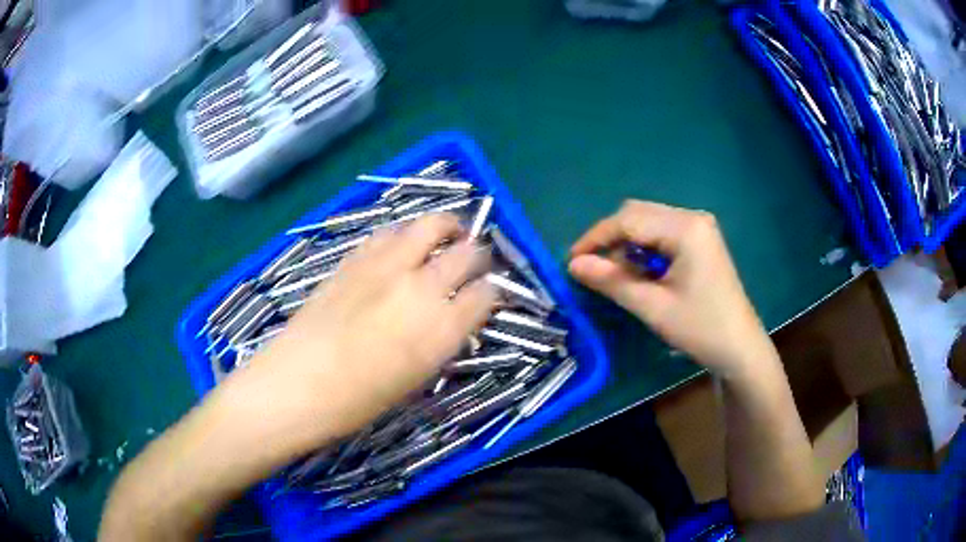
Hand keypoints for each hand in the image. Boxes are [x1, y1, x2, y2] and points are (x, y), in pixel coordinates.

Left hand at [239, 214, 496, 448]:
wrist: (296, 384)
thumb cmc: (357, 402)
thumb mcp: (414, 380)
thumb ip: (440, 343)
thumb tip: (452, 320)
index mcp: (441, 330)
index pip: (486, 294)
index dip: (492, 292)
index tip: (487, 295)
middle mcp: (421, 288)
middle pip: (468, 253)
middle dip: (478, 255)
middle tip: (474, 261)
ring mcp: (387, 267)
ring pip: (430, 226)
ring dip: (446, 228)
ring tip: (447, 235)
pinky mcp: (356, 258)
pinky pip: (390, 232)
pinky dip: (405, 234)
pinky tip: (402, 246)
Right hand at [569, 201, 772, 377]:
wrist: (739, 347)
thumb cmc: (700, 328)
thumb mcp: (652, 307)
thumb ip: (611, 281)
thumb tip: (573, 265)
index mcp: (685, 228)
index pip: (628, 220)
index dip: (596, 238)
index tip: (572, 261)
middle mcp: (692, 217)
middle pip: (638, 214)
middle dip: (611, 238)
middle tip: (593, 269)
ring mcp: (699, 227)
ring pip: (648, 222)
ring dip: (627, 244)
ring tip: (617, 275)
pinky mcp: (700, 239)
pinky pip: (662, 233)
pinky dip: (644, 248)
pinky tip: (641, 272)